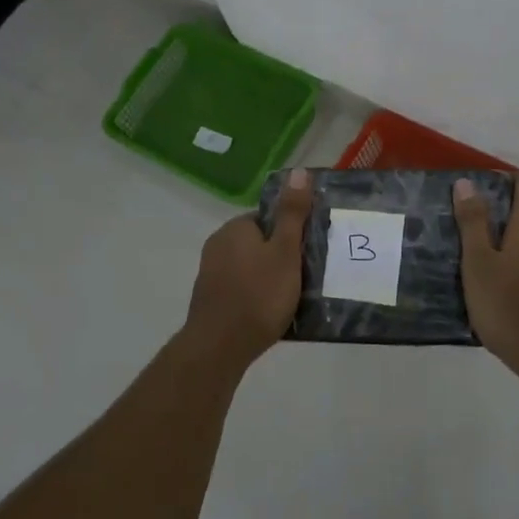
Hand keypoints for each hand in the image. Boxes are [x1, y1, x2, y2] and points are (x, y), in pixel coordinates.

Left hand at [181, 168, 312, 372]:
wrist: (219, 347)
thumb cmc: (258, 295)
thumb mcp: (285, 252)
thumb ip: (292, 213)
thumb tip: (298, 172)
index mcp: (235, 228)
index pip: (268, 218)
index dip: (290, 232)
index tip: (308, 251)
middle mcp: (218, 244)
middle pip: (259, 242)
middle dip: (280, 256)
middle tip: (304, 276)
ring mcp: (211, 273)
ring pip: (250, 267)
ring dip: (269, 278)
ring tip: (292, 297)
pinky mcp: (210, 299)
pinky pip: (241, 288)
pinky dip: (256, 296)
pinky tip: (270, 313)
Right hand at [454, 174, 518, 377]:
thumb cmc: (509, 305)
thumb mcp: (479, 263)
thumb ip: (473, 223)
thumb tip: (467, 183)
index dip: (501, 178)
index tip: (473, 184)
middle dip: (496, 209)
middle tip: (461, 217)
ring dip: (502, 237)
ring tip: (469, 248)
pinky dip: (511, 259)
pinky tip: (490, 278)